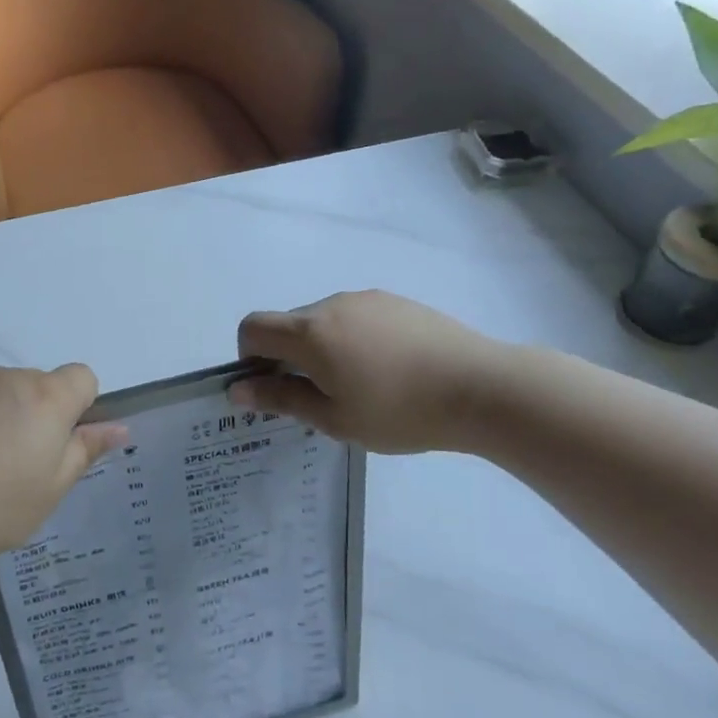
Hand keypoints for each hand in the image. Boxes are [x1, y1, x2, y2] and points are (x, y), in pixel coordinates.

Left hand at [0, 366, 126, 565]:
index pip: (81, 377)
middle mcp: (7, 378)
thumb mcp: (51, 490)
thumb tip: (118, 427)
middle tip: (11, 464)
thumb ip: (86, 450)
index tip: (57, 442)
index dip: (78, 406)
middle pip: (34, 385)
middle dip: (31, 413)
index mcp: (46, 398)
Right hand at [231, 290, 519, 453]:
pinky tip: (390, 369)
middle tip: (323, 398)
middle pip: (289, 324)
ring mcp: (367, 299)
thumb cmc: (400, 411)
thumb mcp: (334, 418)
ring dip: (324, 348)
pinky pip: (356, 316)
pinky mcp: (396, 301)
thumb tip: (237, 390)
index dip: (249, 356)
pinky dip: (354, 339)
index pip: (253, 327)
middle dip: (290, 356)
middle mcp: (332, 304)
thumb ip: (281, 399)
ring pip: (324, 321)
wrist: (481, 387)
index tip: (276, 386)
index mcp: (310, 332)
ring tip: (364, 386)